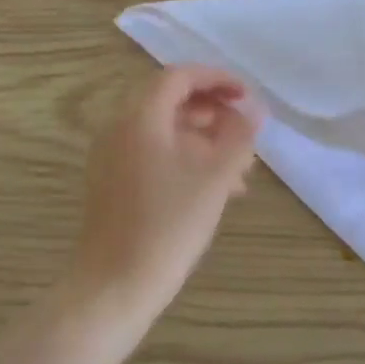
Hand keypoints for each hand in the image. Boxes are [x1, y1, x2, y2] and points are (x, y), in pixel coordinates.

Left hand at [73, 65, 259, 311]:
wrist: (113, 287)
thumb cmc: (167, 225)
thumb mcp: (214, 177)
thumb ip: (238, 137)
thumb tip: (252, 112)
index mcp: (140, 116)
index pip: (180, 76)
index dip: (217, 79)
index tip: (247, 97)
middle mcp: (119, 127)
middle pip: (170, 100)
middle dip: (212, 111)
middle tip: (244, 131)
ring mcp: (111, 155)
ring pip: (164, 130)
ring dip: (203, 139)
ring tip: (240, 168)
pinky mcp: (112, 182)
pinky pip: (152, 153)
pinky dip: (184, 158)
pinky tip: (213, 189)